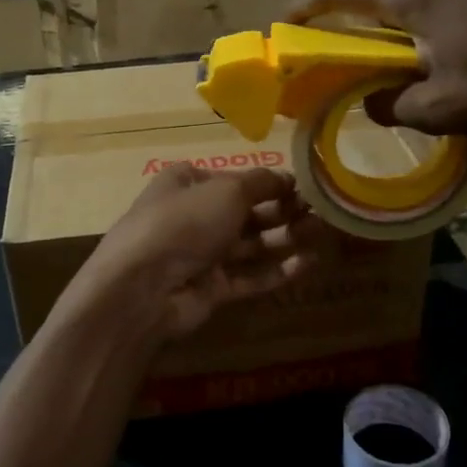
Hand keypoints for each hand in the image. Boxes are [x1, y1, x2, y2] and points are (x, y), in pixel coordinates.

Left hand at [67, 166, 326, 339]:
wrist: (143, 288)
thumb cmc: (184, 223)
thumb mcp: (227, 190)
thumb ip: (262, 183)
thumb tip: (287, 178)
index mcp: (187, 183)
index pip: (234, 178)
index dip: (269, 181)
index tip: (304, 185)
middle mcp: (193, 216)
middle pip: (246, 211)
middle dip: (283, 210)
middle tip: (322, 210)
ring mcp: (201, 254)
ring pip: (251, 244)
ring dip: (285, 237)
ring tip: (322, 233)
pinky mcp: (212, 288)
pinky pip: (250, 276)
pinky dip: (277, 270)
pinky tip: (308, 263)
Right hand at [287, 0, 466, 135]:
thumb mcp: (442, 109)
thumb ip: (394, 107)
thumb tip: (373, 103)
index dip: (304, 6)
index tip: (284, 24)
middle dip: (358, 30)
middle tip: (353, 65)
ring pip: (418, 6)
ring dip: (403, 35)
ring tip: (414, 72)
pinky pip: (450, 8)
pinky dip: (436, 32)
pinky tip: (460, 62)